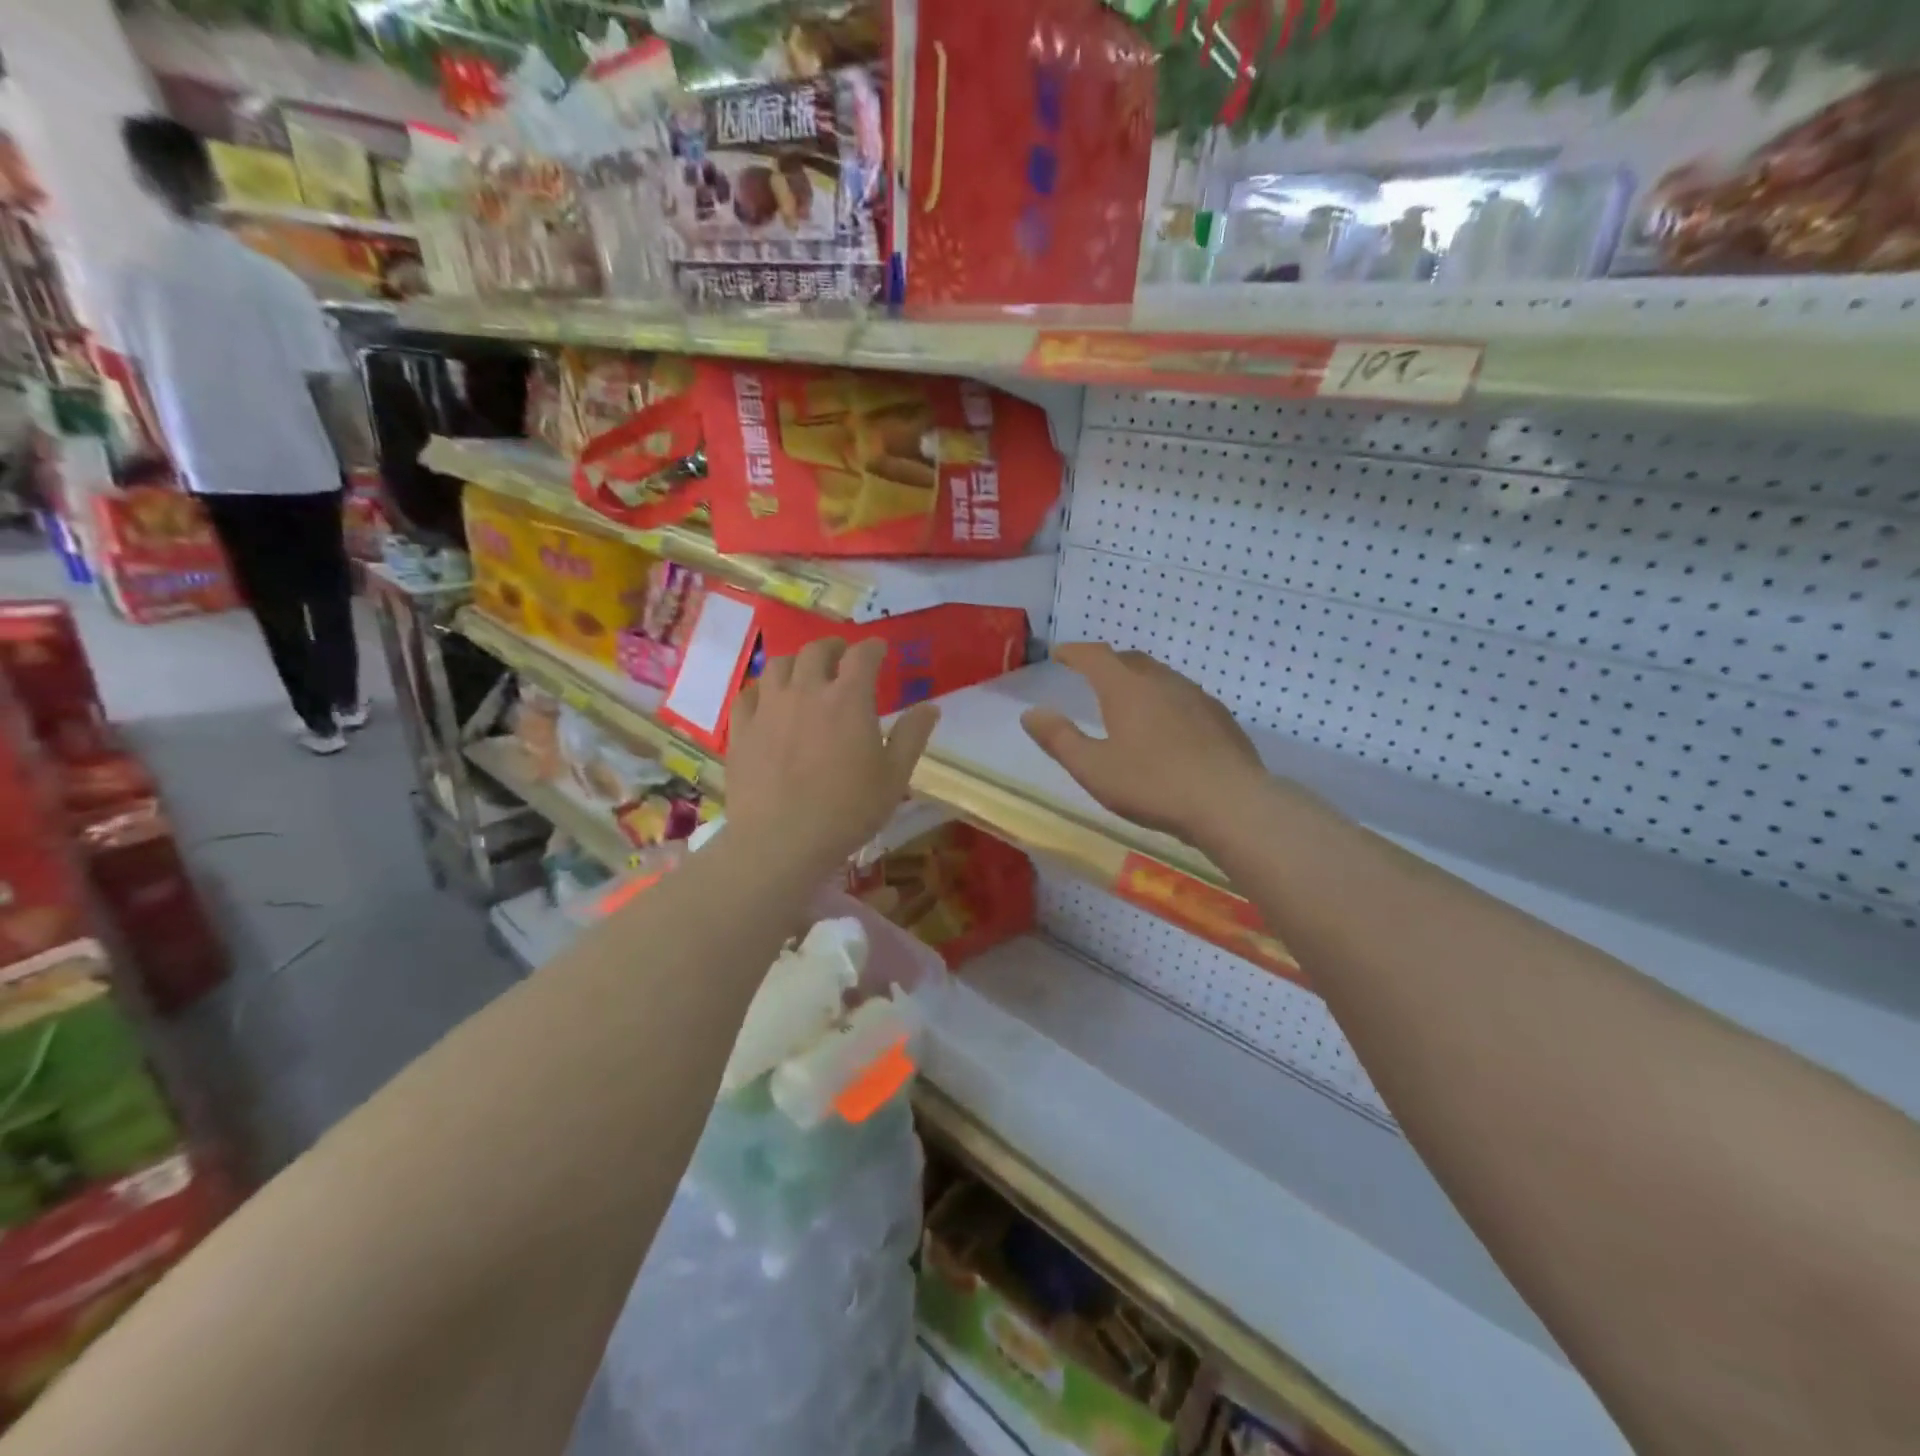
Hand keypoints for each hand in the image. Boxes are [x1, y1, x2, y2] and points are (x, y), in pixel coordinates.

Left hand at [726, 637, 939, 876]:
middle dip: (833, 647)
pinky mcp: (742, 729)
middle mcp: (806, 691)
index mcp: (848, 699)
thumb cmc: (848, 810)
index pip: (862, 655)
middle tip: (842, 656)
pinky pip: (748, 694)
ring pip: (778, 665)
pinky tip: (767, 701)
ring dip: (796, 662)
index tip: (880, 650)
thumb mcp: (894, 777)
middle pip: (816, 650)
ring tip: (804, 673)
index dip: (873, 647)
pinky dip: (762, 690)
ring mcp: (768, 708)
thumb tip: (930, 707)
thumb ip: (912, 736)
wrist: (781, 841)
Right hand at [1022, 643, 1265, 845]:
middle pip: (1129, 660)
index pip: (1095, 656)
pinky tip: (1168, 725)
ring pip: (1160, 676)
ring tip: (1128, 699)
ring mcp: (1196, 696)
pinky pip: (1183, 696)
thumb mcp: (1093, 769)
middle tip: (1092, 676)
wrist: (1230, 803)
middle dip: (1107, 663)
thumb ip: (1059, 739)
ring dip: (1138, 679)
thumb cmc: (1153, 785)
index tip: (1059, 654)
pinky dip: (1165, 699)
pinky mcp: (1219, 717)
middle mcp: (1162, 681)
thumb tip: (1031, 713)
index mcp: (1126, 688)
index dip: (1074, 652)